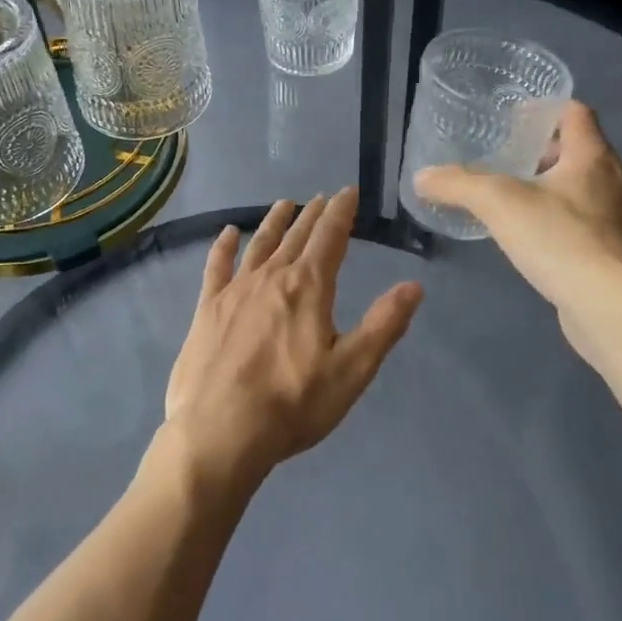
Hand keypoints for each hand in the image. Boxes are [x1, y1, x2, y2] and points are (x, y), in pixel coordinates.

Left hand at [162, 188, 422, 494]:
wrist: (220, 430)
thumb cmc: (293, 403)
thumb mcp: (352, 370)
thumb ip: (383, 325)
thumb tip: (414, 285)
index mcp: (308, 287)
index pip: (330, 237)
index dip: (341, 212)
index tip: (348, 191)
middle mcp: (271, 277)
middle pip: (296, 237)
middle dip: (312, 215)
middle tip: (321, 197)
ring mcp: (235, 290)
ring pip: (259, 244)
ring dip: (274, 222)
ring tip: (284, 204)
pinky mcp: (207, 308)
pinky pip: (216, 266)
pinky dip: (223, 246)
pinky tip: (228, 233)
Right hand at [412, 99, 621, 321]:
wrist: (612, 308)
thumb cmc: (560, 239)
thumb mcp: (497, 203)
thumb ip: (458, 184)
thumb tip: (422, 177)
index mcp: (593, 157)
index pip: (575, 113)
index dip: (544, 109)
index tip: (513, 118)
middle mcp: (615, 182)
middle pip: (579, 151)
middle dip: (542, 152)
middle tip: (504, 160)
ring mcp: (621, 221)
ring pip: (584, 189)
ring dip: (552, 188)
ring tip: (514, 200)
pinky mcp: (619, 255)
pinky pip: (587, 224)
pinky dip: (561, 221)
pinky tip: (535, 240)